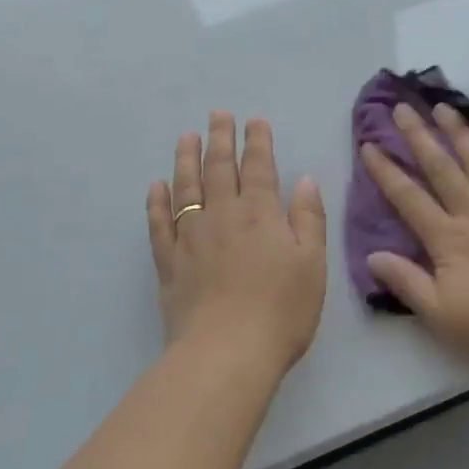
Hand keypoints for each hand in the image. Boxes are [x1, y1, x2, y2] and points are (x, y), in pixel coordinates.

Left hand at [147, 112, 326, 374]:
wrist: (227, 354)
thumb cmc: (281, 310)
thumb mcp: (312, 263)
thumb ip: (309, 218)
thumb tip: (304, 180)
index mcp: (261, 214)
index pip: (259, 166)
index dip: (257, 141)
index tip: (254, 120)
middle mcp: (223, 215)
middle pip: (219, 168)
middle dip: (220, 138)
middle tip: (217, 114)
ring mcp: (191, 238)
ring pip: (186, 188)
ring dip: (186, 159)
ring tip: (186, 137)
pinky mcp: (169, 263)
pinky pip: (159, 224)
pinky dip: (156, 203)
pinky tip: (156, 186)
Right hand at [361, 102, 468, 375]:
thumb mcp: (441, 314)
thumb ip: (406, 282)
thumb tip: (372, 255)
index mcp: (447, 239)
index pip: (408, 198)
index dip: (386, 171)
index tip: (369, 144)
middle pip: (441, 169)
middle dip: (419, 137)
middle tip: (402, 108)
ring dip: (459, 134)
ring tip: (444, 108)